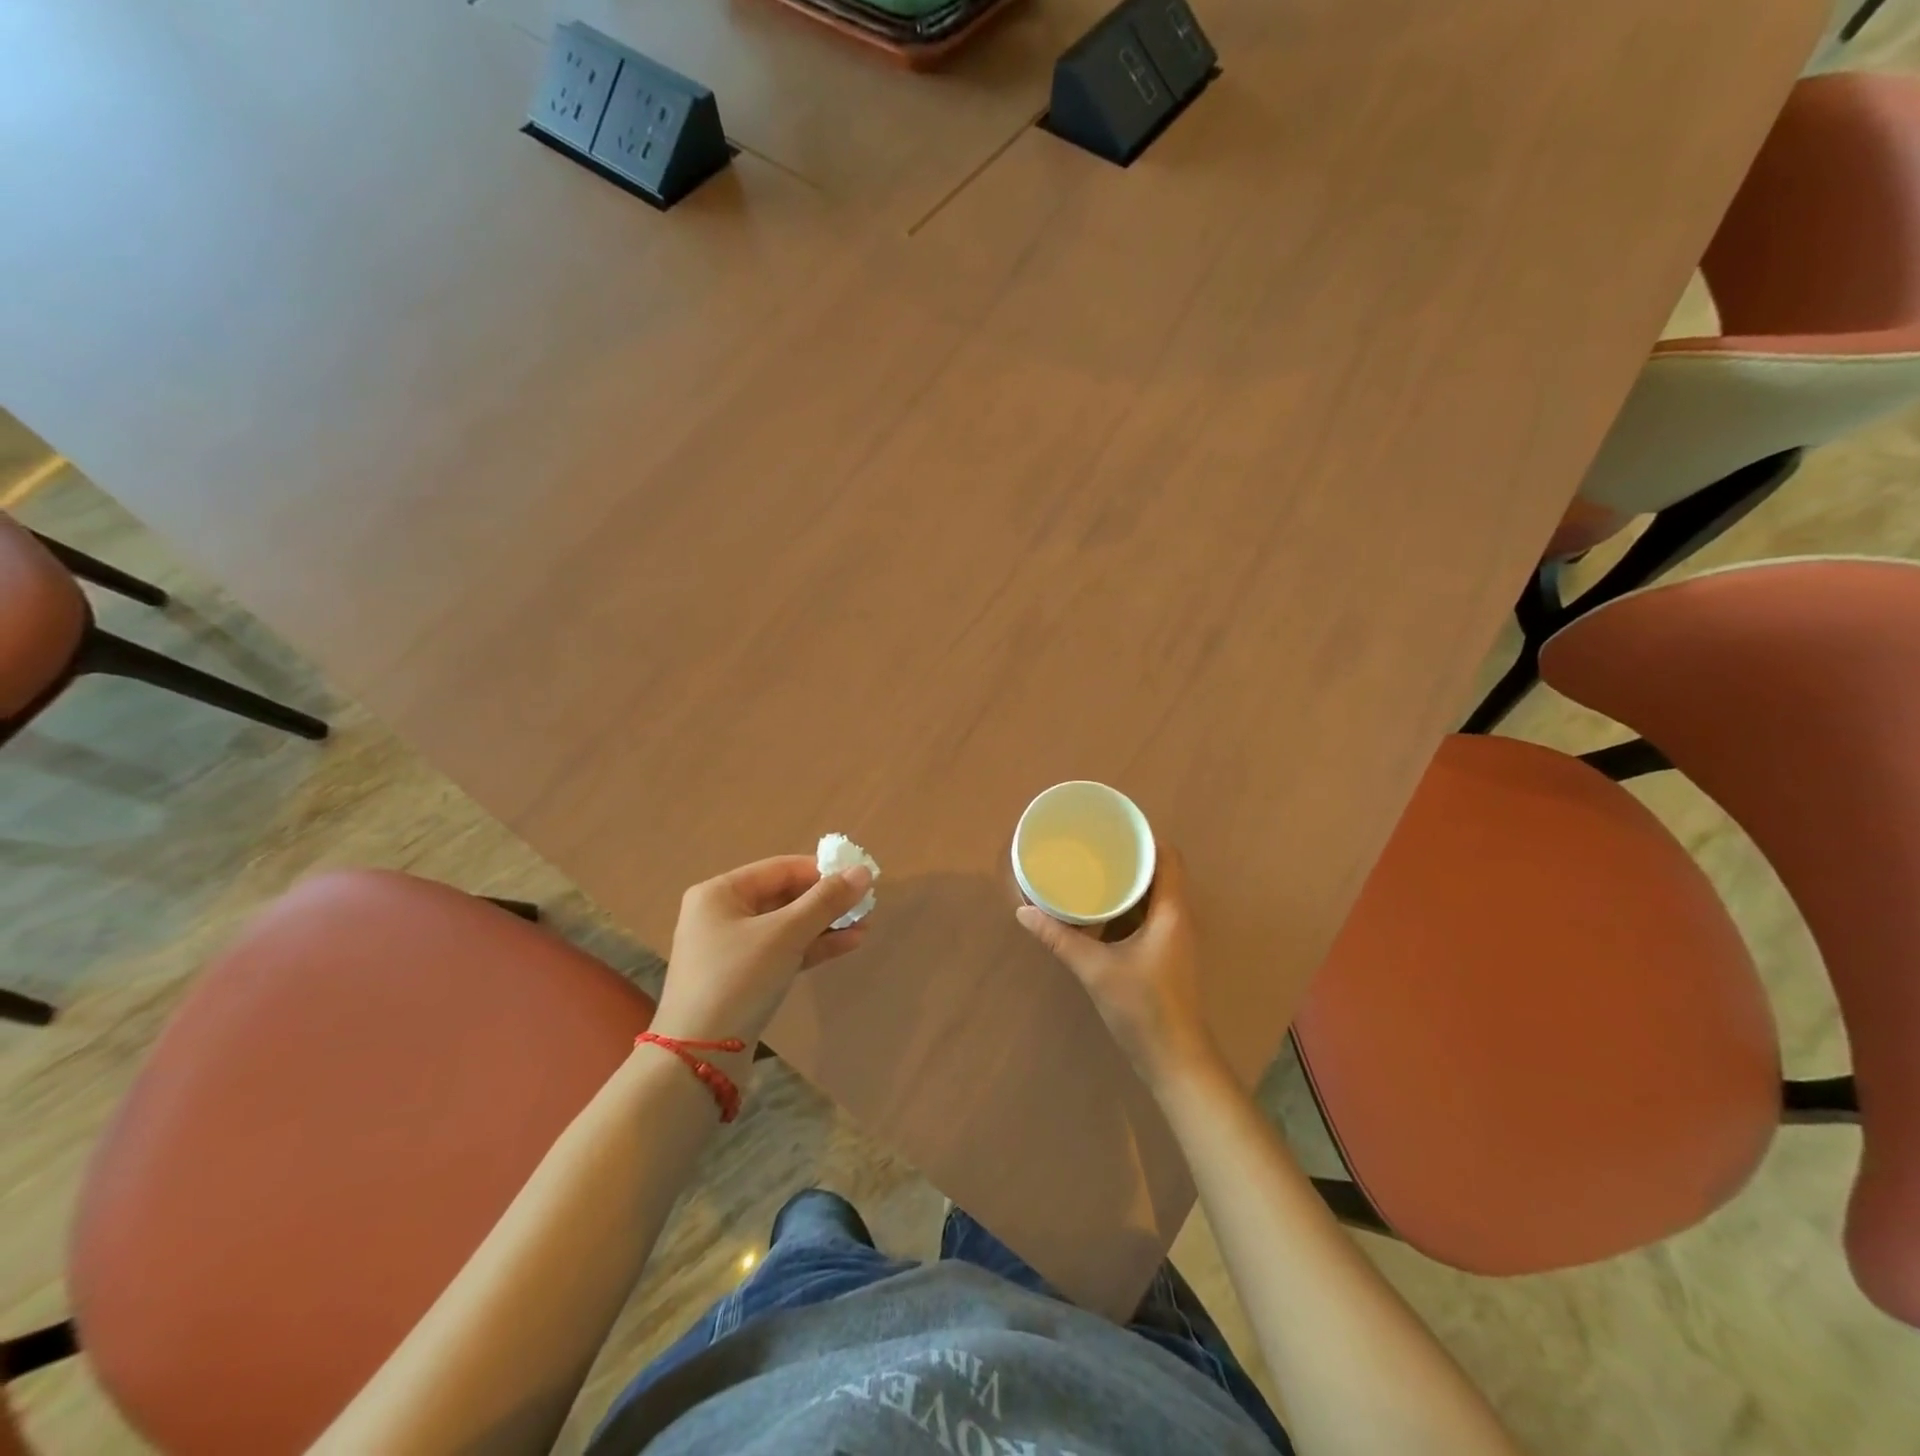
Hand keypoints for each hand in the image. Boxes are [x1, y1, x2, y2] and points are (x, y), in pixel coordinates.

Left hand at [651, 855, 873, 1047]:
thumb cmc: (738, 979)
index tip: (859, 877)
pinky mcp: (744, 978)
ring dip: (826, 924)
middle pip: (785, 896)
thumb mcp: (785, 934)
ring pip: (788, 925)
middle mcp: (722, 914)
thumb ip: (826, 901)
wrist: (700, 1057)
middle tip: (866, 904)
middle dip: (827, 900)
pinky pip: (784, 950)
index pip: (781, 868)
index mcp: (720, 893)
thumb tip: (863, 871)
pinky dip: (813, 946)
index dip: (822, 870)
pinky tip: (849, 944)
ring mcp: (731, 948)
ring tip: (865, 925)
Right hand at [1016, 843, 1218, 1089]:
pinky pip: (1148, 916)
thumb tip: (1023, 912)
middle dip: (1129, 858)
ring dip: (1128, 883)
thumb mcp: (1095, 969)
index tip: (1112, 830)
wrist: (1175, 1060)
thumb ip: (1060, 939)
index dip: (1144, 837)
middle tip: (1093, 847)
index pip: (1168, 856)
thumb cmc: (1143, 1008)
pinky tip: (1099, 910)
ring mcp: (1174, 937)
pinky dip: (1127, 907)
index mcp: (1171, 911)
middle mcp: (1178, 917)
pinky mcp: (1166, 954)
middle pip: (1160, 872)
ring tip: (1092, 871)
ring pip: (1154, 896)